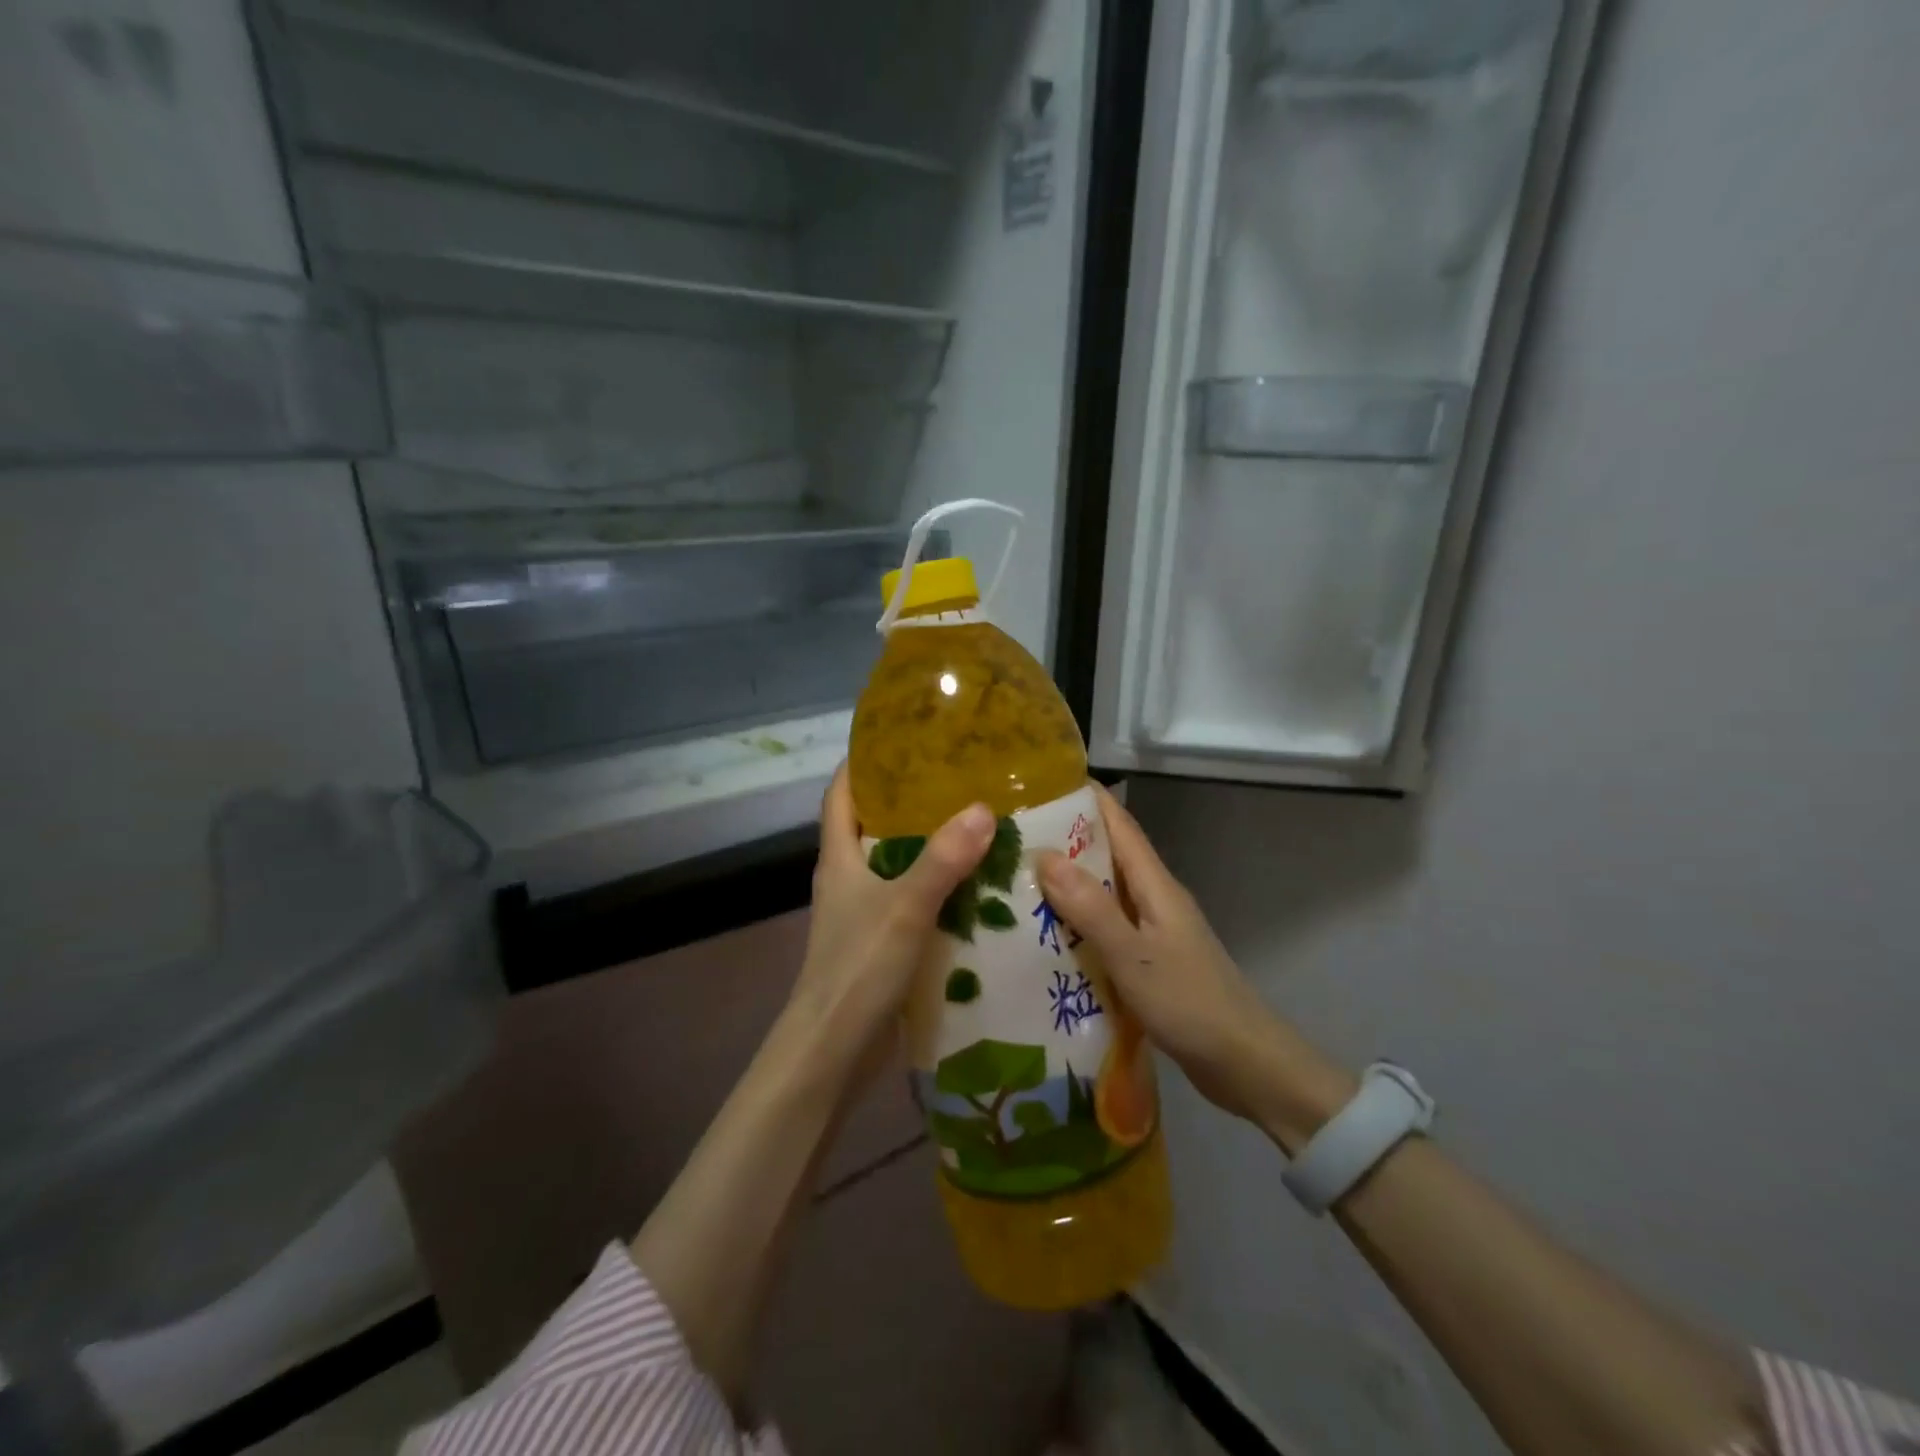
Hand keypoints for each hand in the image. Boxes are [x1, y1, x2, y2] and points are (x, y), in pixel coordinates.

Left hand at [786, 766, 994, 1081]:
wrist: (833, 1053)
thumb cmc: (857, 970)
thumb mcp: (903, 909)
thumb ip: (942, 860)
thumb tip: (983, 808)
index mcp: (840, 858)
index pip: (842, 793)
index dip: (864, 762)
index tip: (904, 738)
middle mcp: (849, 878)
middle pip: (876, 825)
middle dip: (914, 801)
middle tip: (963, 779)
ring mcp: (865, 914)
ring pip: (901, 866)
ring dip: (934, 848)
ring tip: (984, 826)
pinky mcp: (884, 944)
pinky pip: (916, 903)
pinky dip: (943, 891)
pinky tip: (982, 888)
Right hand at [1036, 787, 1353, 1146]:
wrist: (1247, 1065)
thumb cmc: (1191, 1004)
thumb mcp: (1134, 956)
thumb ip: (1091, 908)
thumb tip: (1045, 855)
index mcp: (1155, 886)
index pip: (1118, 824)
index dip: (1085, 798)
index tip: (1040, 783)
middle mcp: (1154, 899)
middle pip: (1107, 855)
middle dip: (1063, 840)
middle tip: (1010, 838)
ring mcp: (1153, 931)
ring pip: (1103, 893)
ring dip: (1066, 885)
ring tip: (1015, 883)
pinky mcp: (1150, 961)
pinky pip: (1106, 929)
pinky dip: (1077, 924)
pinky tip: (1045, 938)